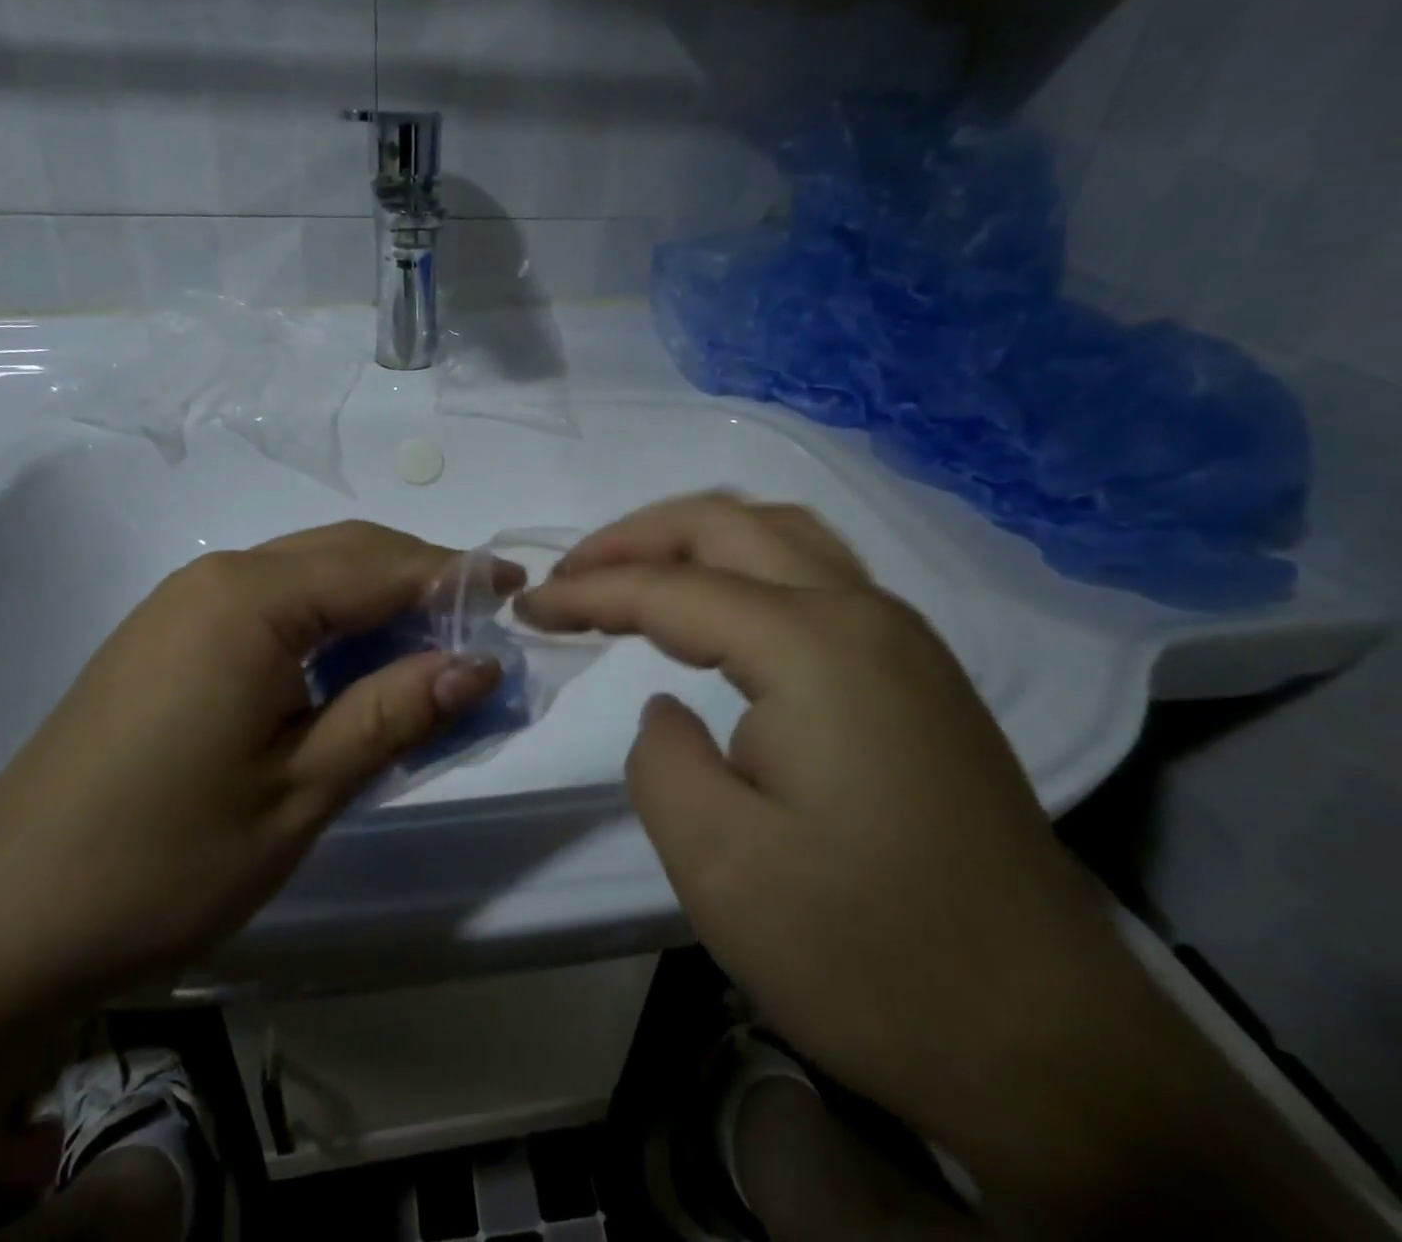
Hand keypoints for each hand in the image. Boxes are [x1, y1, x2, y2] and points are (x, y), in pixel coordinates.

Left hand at [0, 521, 504, 1008]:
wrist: (3, 916)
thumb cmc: (163, 859)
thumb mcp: (301, 791)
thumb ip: (393, 713)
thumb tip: (478, 664)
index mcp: (250, 601)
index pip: (380, 566)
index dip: (455, 577)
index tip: (515, 591)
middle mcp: (215, 578)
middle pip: (344, 553)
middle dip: (419, 580)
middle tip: (480, 627)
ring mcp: (182, 603)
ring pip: (306, 574)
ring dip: (374, 600)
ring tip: (428, 650)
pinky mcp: (166, 636)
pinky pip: (269, 602)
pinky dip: (327, 621)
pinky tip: (349, 668)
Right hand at [517, 494, 1124, 1148]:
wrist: (1046, 1048)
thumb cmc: (866, 954)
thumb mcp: (716, 862)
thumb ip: (660, 756)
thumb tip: (669, 710)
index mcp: (814, 647)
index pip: (672, 588)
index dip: (589, 590)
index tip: (529, 607)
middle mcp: (864, 615)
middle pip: (729, 526)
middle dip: (635, 537)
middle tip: (571, 574)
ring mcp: (903, 640)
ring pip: (782, 536)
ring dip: (694, 540)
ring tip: (633, 575)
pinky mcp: (917, 676)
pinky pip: (814, 576)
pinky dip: (743, 568)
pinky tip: (715, 613)